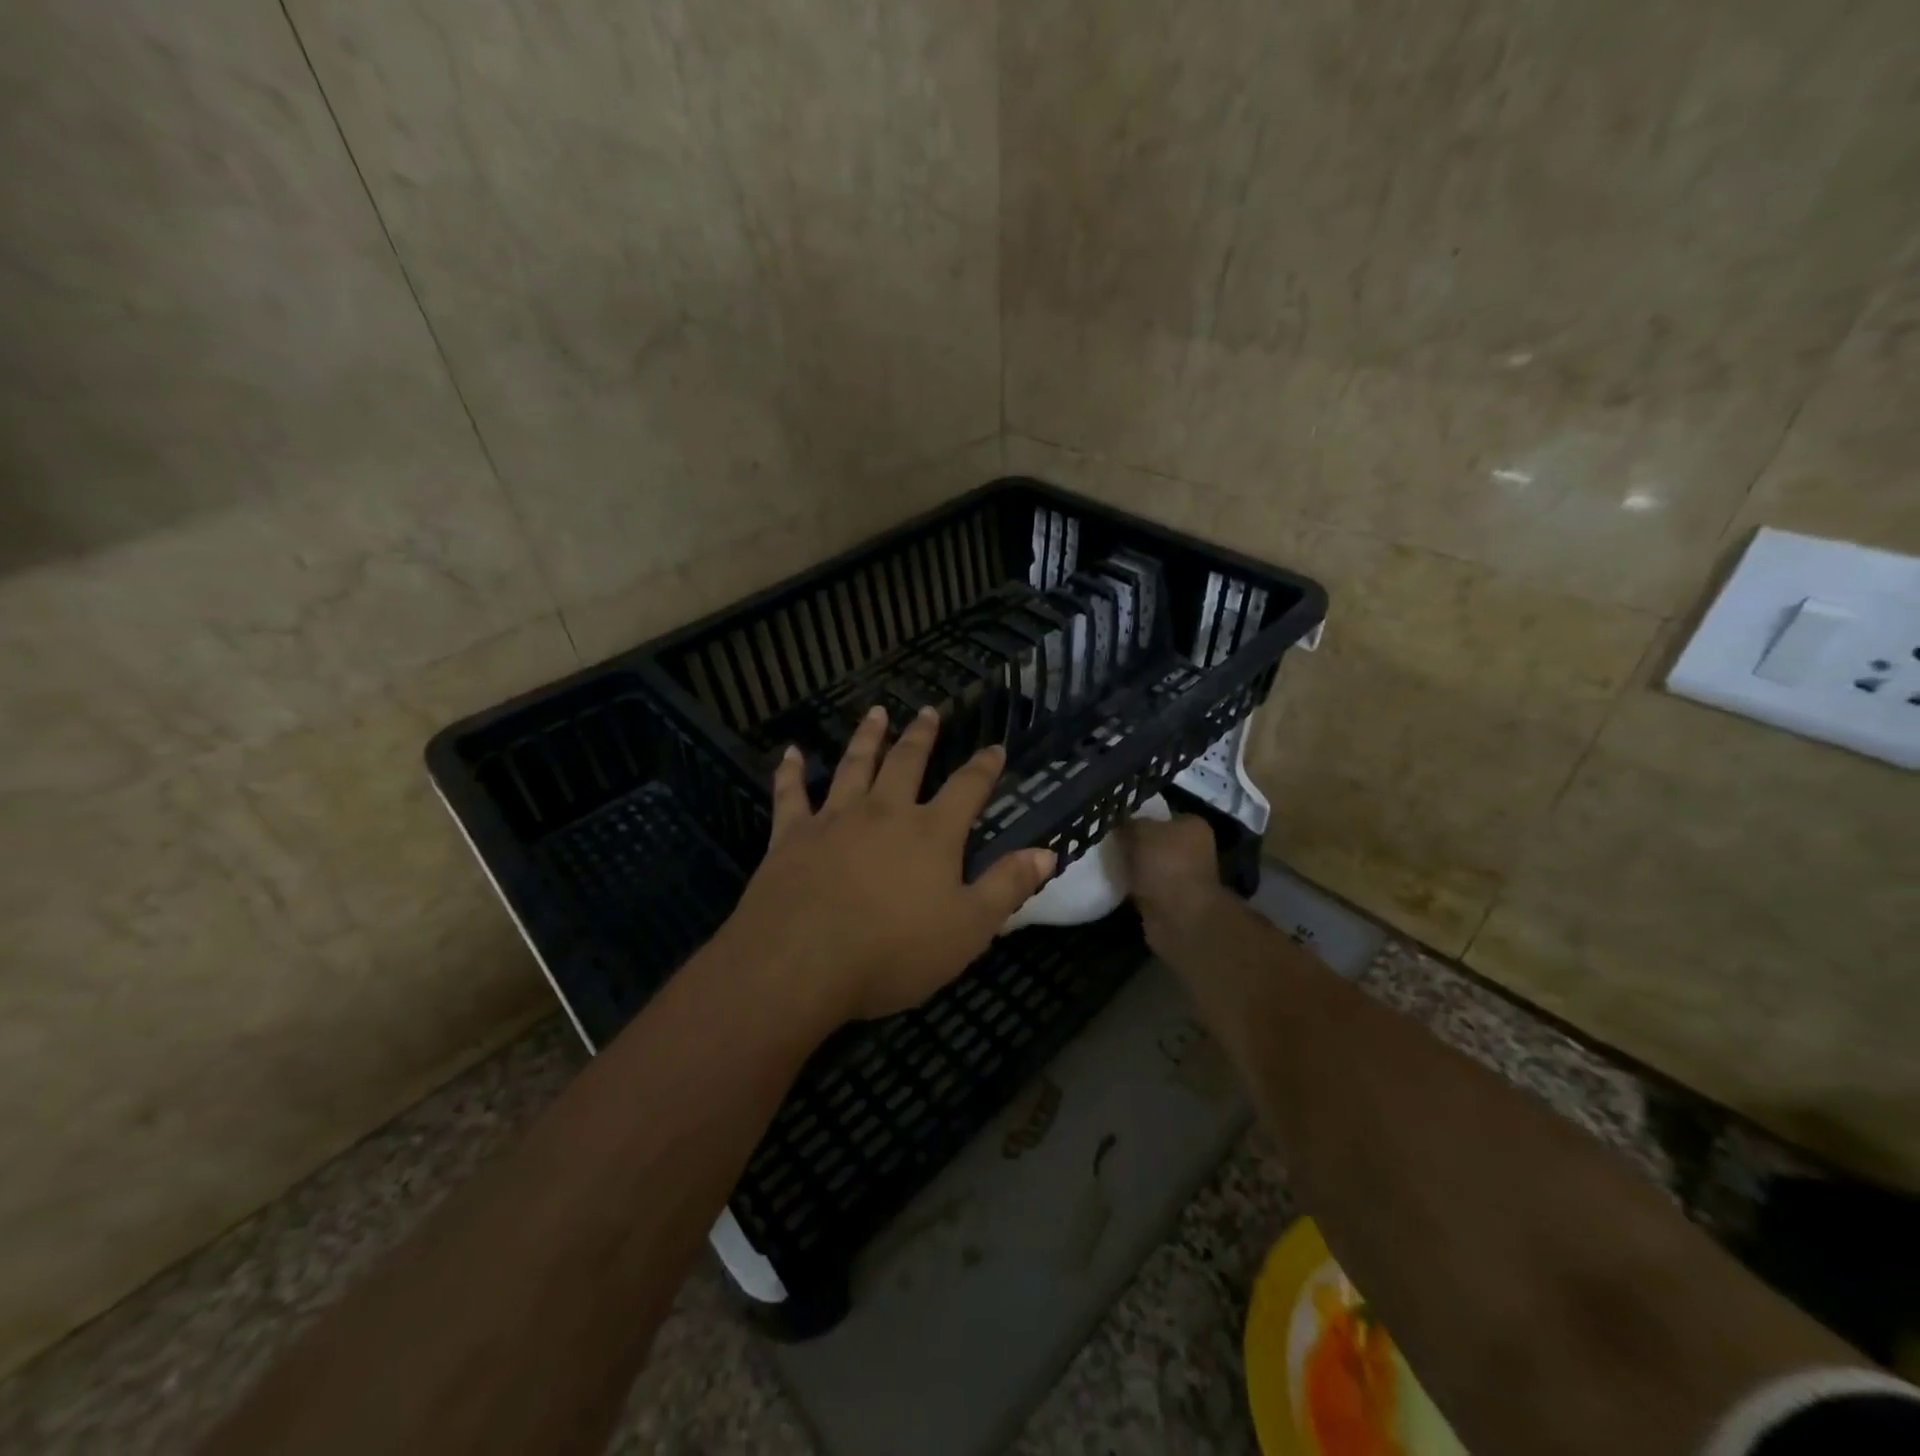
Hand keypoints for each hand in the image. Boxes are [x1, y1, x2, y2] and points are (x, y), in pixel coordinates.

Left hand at [718, 705, 1057, 1024]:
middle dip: (922, 735)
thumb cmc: (893, 951)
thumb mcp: (969, 928)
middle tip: (929, 710)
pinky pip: (791, 794)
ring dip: (867, 737)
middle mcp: (884, 812)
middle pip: (907, 762)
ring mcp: (835, 819)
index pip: (967, 788)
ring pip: (854, 765)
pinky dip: (791, 772)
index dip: (984, 767)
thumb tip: (1047, 853)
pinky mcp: (792, 835)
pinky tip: (791, 753)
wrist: (802, 961)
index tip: (994, 746)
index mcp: (931, 833)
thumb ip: (1007, 886)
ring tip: (876, 713)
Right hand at [1122, 813, 1227, 949]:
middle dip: (1134, 845)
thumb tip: (1120, 824)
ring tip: (1109, 865)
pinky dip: (1135, 888)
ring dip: (1134, 868)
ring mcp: (1185, 877)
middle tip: (1108, 845)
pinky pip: (1147, 888)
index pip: (1161, 815)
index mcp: (1193, 826)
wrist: (1179, 918)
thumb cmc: (1165, 864)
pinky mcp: (1174, 902)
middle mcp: (1194, 849)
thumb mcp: (1140, 831)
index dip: (1138, 817)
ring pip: (1151, 866)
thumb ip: (1129, 823)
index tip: (1115, 824)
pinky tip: (1118, 886)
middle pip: (1156, 841)